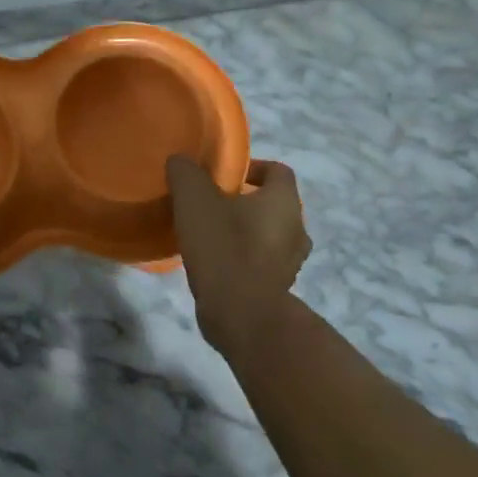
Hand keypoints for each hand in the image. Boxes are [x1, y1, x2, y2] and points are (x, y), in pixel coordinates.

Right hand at [166, 156, 310, 358]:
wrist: (241, 315)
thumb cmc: (223, 247)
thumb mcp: (194, 200)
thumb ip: (186, 173)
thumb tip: (180, 161)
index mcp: (284, 202)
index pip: (278, 171)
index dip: (253, 167)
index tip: (224, 177)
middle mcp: (296, 229)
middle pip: (273, 204)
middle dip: (245, 202)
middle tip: (211, 205)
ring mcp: (291, 263)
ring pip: (268, 235)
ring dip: (245, 232)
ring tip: (209, 236)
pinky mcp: (278, 289)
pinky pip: (261, 263)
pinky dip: (243, 259)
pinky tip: (214, 264)